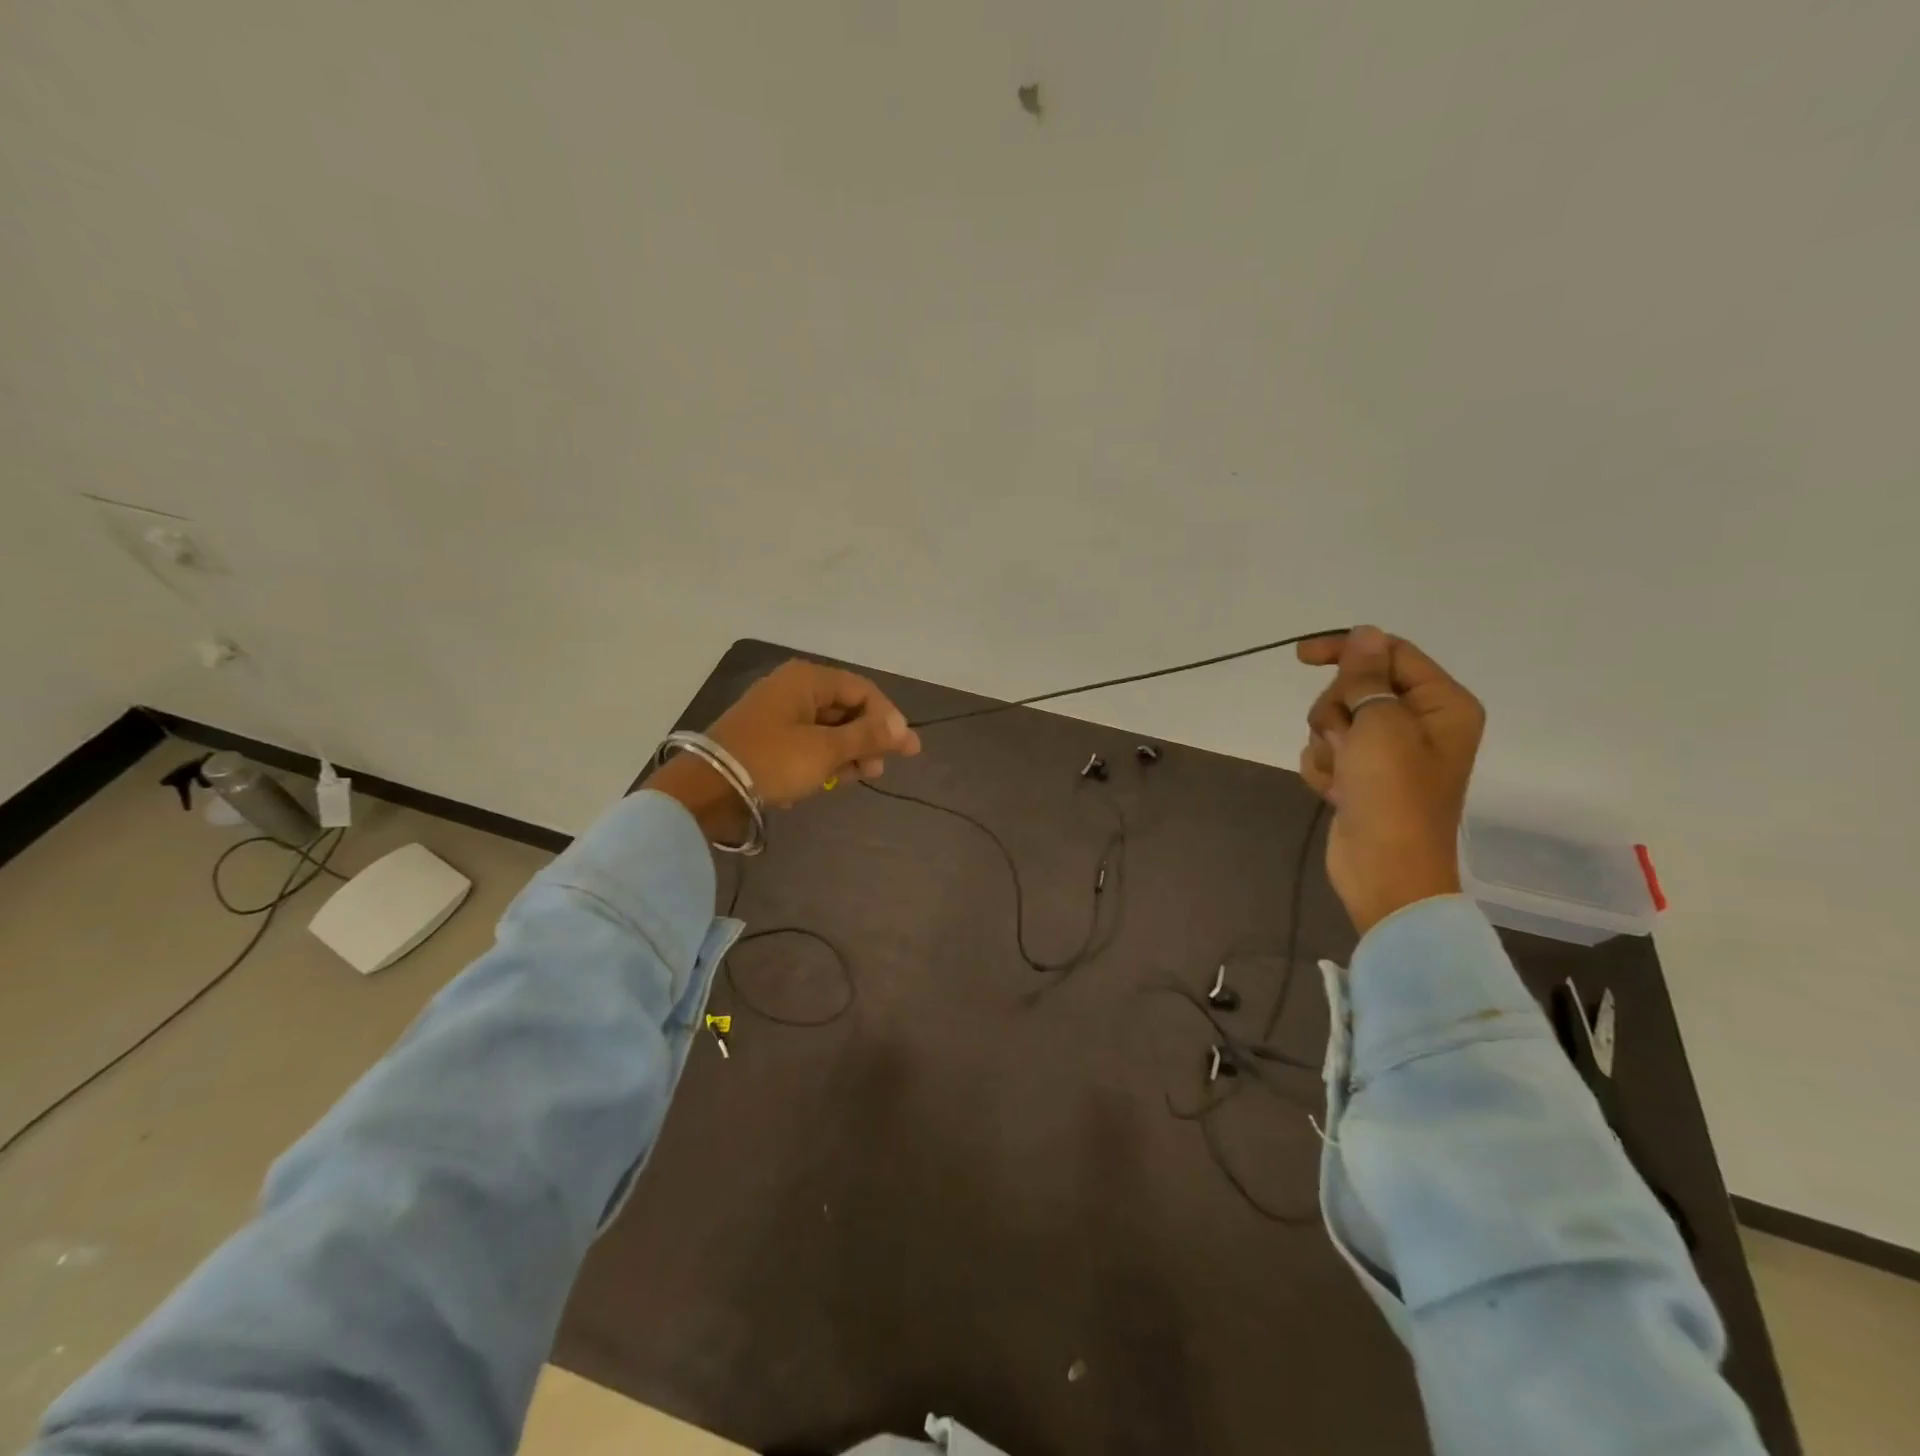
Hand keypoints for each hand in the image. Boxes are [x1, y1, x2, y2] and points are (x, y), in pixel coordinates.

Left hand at [652, 659, 921, 839]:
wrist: (708, 789)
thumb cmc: (773, 761)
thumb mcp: (826, 750)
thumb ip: (868, 737)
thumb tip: (904, 729)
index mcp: (807, 680)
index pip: (862, 691)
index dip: (887, 719)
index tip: (905, 749)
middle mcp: (793, 689)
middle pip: (846, 710)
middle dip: (867, 740)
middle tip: (878, 770)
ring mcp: (778, 714)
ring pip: (828, 729)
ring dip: (847, 753)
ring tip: (857, 778)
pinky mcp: (767, 739)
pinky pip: (808, 743)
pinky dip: (823, 759)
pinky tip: (829, 781)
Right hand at [1296, 626, 1484, 936]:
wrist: (1384, 871)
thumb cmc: (1393, 795)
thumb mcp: (1380, 726)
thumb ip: (1368, 676)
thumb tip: (1365, 633)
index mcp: (1441, 704)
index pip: (1389, 654)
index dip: (1345, 650)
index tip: (1300, 656)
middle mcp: (1419, 722)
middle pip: (1357, 687)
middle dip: (1337, 711)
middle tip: (1346, 740)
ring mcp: (1388, 752)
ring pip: (1336, 720)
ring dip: (1328, 744)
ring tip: (1344, 773)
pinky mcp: (1362, 775)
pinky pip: (1328, 751)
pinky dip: (1324, 768)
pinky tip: (1336, 791)